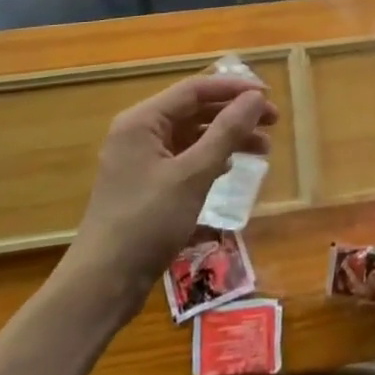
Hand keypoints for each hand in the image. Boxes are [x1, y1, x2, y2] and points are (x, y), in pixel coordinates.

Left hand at [59, 74, 276, 305]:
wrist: (101, 285)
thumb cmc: (147, 222)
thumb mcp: (192, 175)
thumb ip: (226, 132)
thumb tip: (256, 98)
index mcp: (142, 121)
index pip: (195, 89)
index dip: (234, 89)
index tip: (269, 96)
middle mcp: (139, 132)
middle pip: (194, 109)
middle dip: (234, 114)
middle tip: (273, 122)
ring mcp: (140, 159)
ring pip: (192, 135)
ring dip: (226, 137)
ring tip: (263, 148)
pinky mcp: (146, 184)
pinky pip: (184, 158)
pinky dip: (210, 157)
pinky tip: (230, 167)